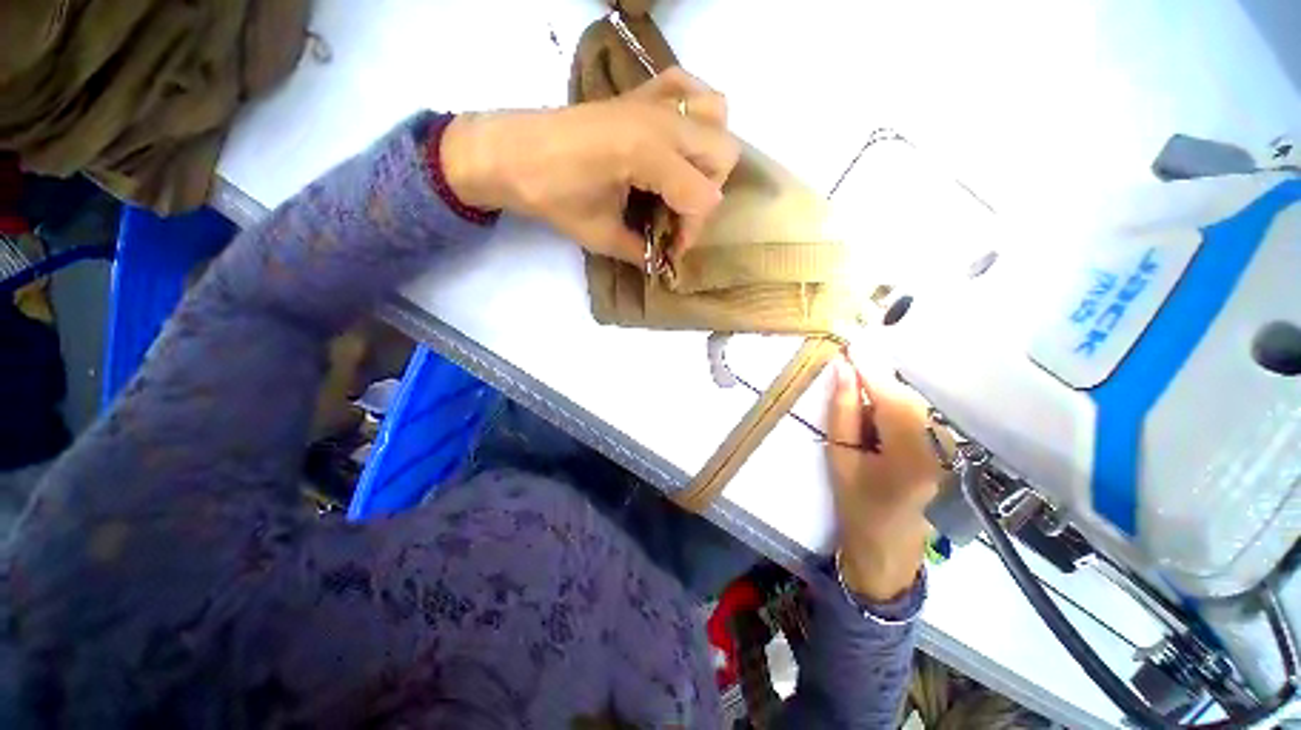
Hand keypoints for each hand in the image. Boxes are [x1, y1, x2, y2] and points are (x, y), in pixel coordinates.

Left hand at [440, 68, 738, 262]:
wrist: (510, 153)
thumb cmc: (551, 194)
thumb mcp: (599, 234)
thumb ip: (638, 251)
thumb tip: (659, 263)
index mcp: (648, 153)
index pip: (703, 197)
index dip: (691, 231)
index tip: (669, 249)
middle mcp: (660, 119)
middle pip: (723, 153)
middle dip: (707, 193)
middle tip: (677, 214)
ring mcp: (651, 99)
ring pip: (717, 116)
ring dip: (708, 154)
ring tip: (681, 180)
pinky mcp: (639, 92)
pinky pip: (688, 87)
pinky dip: (695, 112)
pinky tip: (677, 140)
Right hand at [825, 353, 942, 601]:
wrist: (890, 548)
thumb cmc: (858, 506)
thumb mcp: (840, 459)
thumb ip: (841, 412)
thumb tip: (842, 370)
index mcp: (913, 456)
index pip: (891, 398)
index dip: (870, 368)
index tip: (852, 344)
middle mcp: (944, 448)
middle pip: (907, 397)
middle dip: (876, 383)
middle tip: (848, 376)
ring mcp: (954, 449)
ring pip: (915, 403)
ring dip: (886, 396)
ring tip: (864, 413)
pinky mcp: (953, 449)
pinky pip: (922, 415)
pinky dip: (898, 408)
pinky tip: (881, 422)